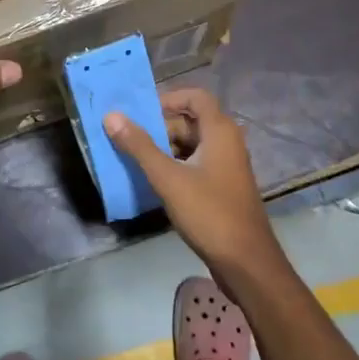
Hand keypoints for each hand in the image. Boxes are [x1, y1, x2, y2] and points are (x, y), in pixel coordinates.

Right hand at [104, 88, 286, 280]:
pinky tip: (154, 183)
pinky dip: (176, 167)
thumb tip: (112, 116)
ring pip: (192, 145)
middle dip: (160, 128)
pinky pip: (196, 165)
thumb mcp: (168, 178)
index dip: (168, 98)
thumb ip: (139, 146)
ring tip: (135, 161)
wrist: (246, 262)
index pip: (195, 97)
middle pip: (191, 121)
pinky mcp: (223, 187)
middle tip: (129, 140)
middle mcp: (227, 142)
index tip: (141, 112)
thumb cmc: (209, 213)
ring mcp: (227, 166)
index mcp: (220, 131)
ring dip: (165, 149)